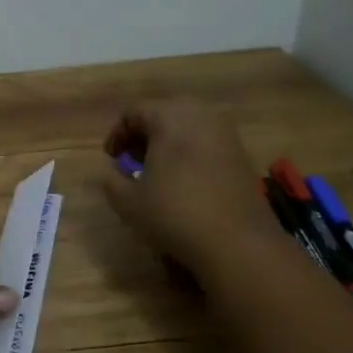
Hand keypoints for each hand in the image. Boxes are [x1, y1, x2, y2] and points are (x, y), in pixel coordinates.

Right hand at [99, 100, 284, 277]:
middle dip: (144, 132)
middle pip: (164, 111)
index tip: (111, 159)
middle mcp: (199, 116)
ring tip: (158, 170)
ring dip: (169, 141)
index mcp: (169, 118)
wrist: (237, 241)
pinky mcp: (241, 153)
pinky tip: (184, 180)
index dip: (117, 134)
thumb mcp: (127, 202)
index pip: (134, 112)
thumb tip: (112, 172)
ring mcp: (225, 133)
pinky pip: (207, 140)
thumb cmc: (175, 214)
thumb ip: (111, 180)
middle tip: (133, 159)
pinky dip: (190, 151)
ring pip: (188, 125)